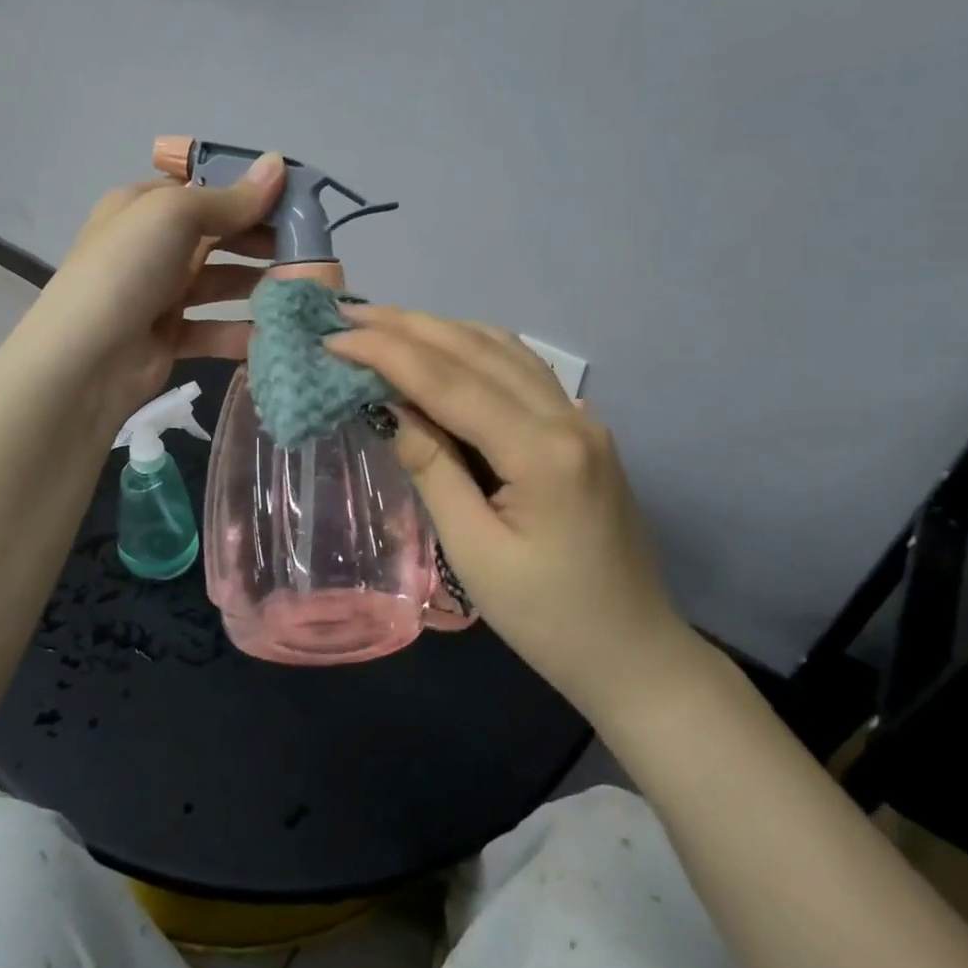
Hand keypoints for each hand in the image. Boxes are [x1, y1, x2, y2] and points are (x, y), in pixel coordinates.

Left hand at [16, 152, 286, 426]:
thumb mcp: (175, 216)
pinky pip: (215, 329)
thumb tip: (278, 163)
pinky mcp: (170, 338)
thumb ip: (231, 198)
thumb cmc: (128, 269)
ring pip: (220, 283)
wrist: (84, 360)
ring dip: (258, 285)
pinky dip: (242, 331)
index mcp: (144, 207)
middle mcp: (152, 247)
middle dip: (262, 240)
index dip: (249, 192)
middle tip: (309, 248)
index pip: (204, 190)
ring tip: (302, 289)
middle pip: (218, 236)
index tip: (297, 202)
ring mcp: (160, 294)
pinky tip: (277, 333)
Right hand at [327, 307, 696, 719]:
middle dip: (407, 326)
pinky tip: (442, 349)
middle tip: (348, 314)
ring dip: (439, 329)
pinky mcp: (580, 428)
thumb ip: (432, 467)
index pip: (450, 381)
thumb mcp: (474, 550)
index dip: (387, 352)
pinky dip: (472, 349)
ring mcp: (580, 417)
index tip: (333, 337)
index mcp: (543, 451)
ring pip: (501, 348)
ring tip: (383, 324)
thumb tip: (386, 405)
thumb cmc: (547, 619)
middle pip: (476, 349)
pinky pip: (519, 368)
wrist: (633, 653)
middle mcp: (567, 416)